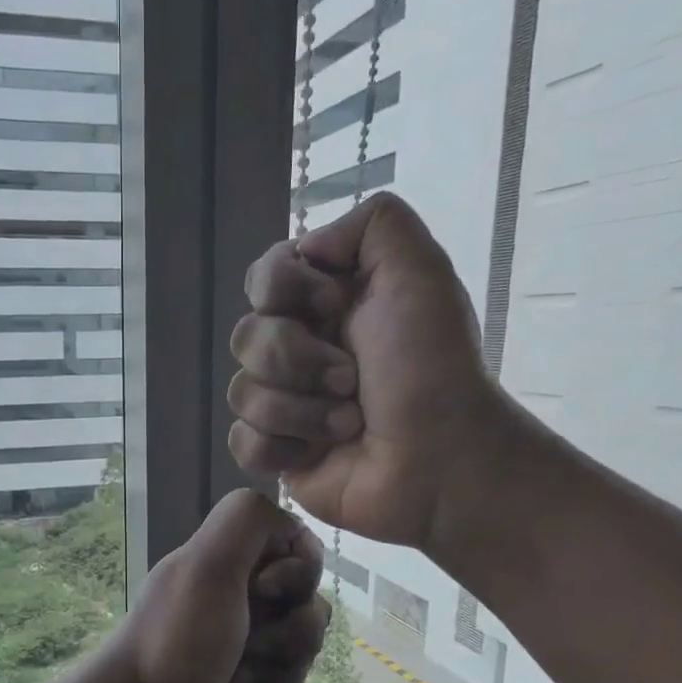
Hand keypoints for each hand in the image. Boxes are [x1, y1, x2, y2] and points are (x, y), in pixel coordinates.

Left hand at [105, 489, 330, 682]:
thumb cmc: (176, 643)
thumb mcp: (207, 567)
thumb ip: (246, 521)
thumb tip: (288, 521)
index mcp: (228, 559)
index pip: (300, 550)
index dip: (297, 576)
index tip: (263, 593)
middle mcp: (235, 594)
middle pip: (308, 605)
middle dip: (290, 636)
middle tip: (249, 647)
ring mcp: (237, 640)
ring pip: (299, 651)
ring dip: (276, 672)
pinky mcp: (239, 682)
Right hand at [228, 192, 513, 553]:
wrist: (440, 459)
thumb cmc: (432, 367)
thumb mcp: (420, 271)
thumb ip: (374, 223)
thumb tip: (306, 247)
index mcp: (326, 305)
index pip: (263, 278)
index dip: (286, 290)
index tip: (337, 306)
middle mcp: (300, 349)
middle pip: (246, 336)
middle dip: (298, 359)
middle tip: (351, 379)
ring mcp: (285, 403)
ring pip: (242, 391)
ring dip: (301, 409)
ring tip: (349, 423)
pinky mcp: (277, 452)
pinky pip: (241, 441)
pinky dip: (279, 448)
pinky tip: (316, 455)